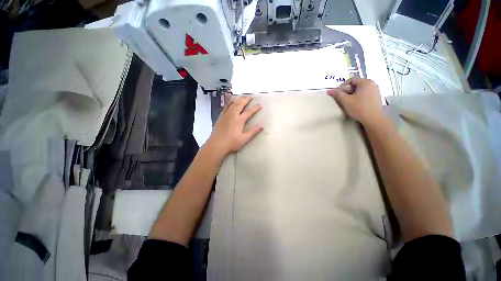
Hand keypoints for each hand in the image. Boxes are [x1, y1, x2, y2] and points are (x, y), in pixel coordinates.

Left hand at [207, 96, 262, 155]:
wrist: (217, 145)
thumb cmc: (231, 143)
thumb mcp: (244, 139)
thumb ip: (253, 132)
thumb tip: (262, 126)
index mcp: (239, 120)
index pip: (249, 112)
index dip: (255, 108)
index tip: (259, 105)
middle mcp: (233, 115)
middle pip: (240, 105)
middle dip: (246, 100)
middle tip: (250, 97)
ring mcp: (226, 115)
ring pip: (233, 104)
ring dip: (238, 100)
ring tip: (242, 97)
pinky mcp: (221, 117)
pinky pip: (226, 107)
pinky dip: (230, 103)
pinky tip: (231, 103)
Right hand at [327, 78, 383, 126]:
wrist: (373, 119)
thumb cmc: (358, 107)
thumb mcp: (345, 100)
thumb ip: (337, 94)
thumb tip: (329, 91)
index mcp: (365, 82)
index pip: (351, 80)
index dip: (343, 86)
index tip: (338, 94)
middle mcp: (372, 84)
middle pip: (356, 84)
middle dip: (348, 90)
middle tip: (343, 98)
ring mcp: (376, 90)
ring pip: (361, 90)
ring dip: (353, 94)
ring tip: (349, 102)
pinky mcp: (377, 97)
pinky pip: (366, 94)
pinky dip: (360, 97)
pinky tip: (357, 104)